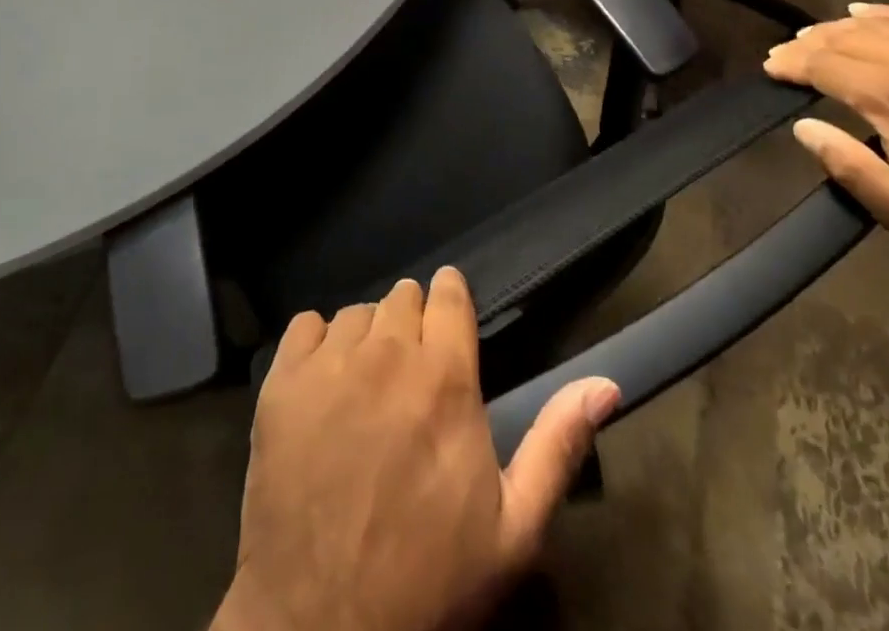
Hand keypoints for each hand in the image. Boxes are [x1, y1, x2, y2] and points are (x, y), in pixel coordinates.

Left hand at [214, 267, 619, 630]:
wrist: (321, 630)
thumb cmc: (428, 579)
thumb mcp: (513, 528)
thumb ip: (559, 443)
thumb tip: (607, 383)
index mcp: (446, 375)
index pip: (449, 292)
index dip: (451, 302)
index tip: (449, 323)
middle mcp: (388, 351)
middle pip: (403, 297)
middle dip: (412, 324)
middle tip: (410, 374)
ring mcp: (330, 363)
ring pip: (356, 313)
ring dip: (366, 339)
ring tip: (366, 388)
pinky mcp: (282, 383)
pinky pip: (305, 326)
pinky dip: (316, 346)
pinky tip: (323, 387)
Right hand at [764, 2, 888, 269]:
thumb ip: (849, 167)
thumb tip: (803, 127)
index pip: (827, 65)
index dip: (792, 64)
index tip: (770, 68)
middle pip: (845, 38)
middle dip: (806, 45)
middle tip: (781, 56)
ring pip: (876, 24)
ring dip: (836, 28)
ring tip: (810, 38)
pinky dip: (882, 12)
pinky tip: (861, 13)